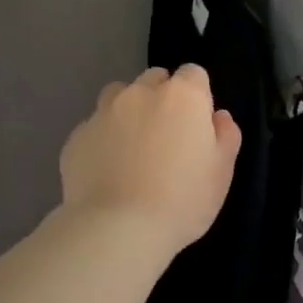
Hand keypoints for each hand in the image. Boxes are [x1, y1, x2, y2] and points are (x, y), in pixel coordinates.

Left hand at [60, 66, 241, 261]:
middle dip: (162, 98)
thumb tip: (218, 117)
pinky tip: (108, 171)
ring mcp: (103, 113)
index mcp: (182, 97)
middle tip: (167, 137)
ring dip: (129, 111)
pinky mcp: (76, 137)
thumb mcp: (221, 173)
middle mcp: (140, 94)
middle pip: (154, 79)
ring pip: (119, 96)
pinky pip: (94, 128)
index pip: (193, 74)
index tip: (197, 124)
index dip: (197, 96)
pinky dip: (103, 140)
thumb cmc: (182, 200)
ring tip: (133, 148)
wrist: (118, 229)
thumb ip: (225, 136)